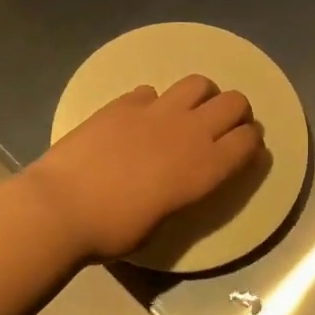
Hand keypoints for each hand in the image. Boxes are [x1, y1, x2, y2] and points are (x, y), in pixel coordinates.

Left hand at [23, 76, 264, 259]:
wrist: (62, 207)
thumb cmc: (114, 231)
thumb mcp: (162, 222)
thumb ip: (182, 193)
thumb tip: (180, 180)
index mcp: (205, 168)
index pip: (248, 141)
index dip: (252, 142)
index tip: (245, 148)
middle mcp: (190, 132)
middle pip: (234, 102)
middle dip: (236, 112)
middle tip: (223, 127)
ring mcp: (156, 111)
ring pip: (199, 83)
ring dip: (202, 96)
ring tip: (187, 113)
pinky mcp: (124, 103)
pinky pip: (152, 91)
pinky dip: (154, 103)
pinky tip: (140, 119)